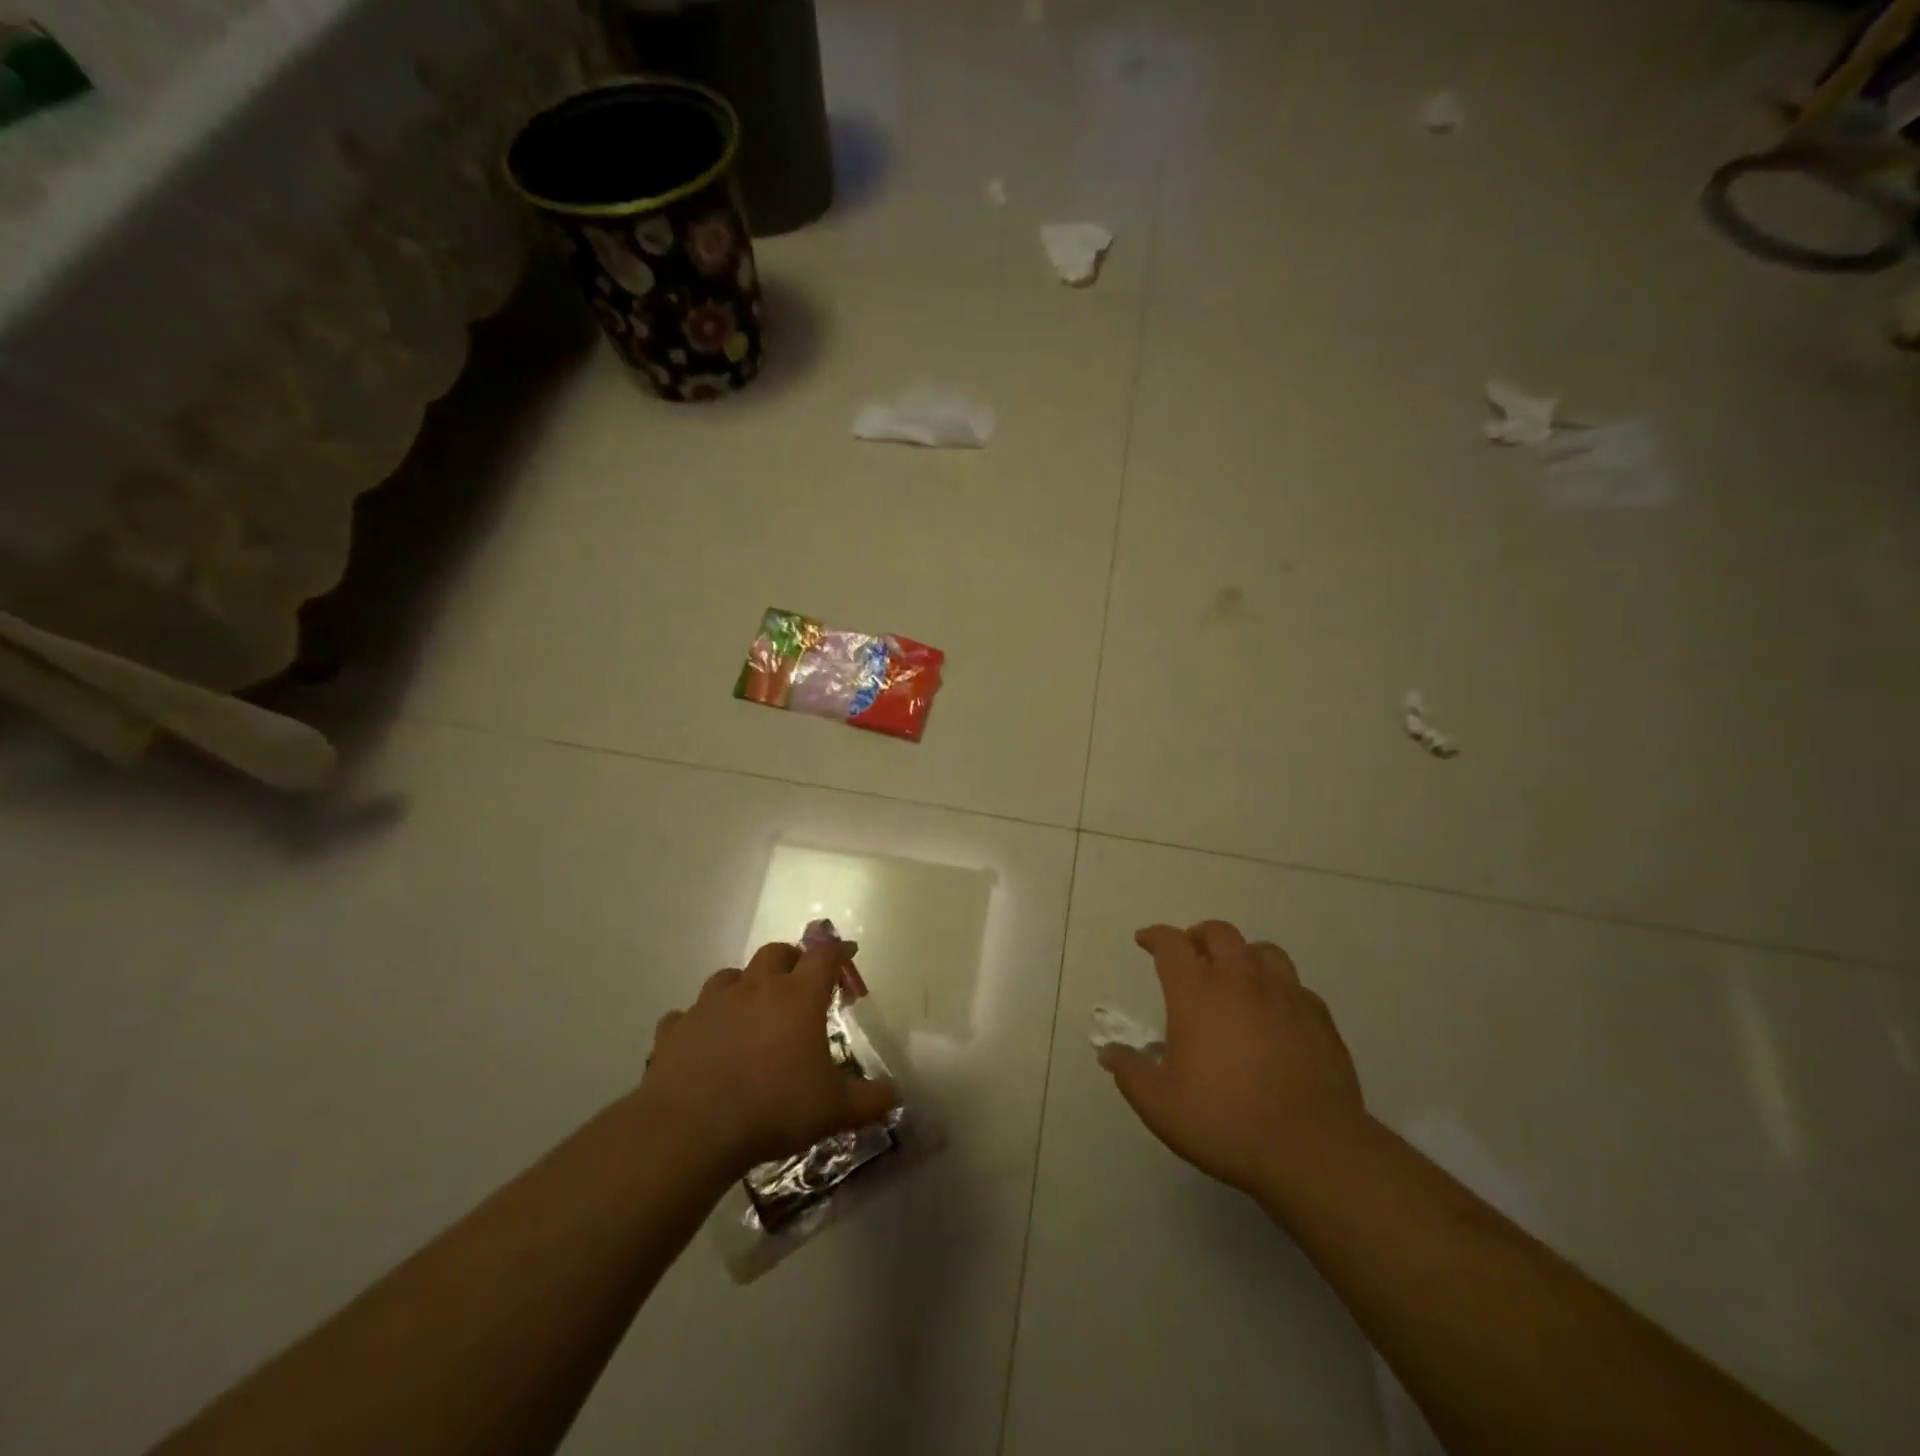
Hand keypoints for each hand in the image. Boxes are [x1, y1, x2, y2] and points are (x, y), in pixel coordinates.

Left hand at [638, 939, 898, 1184]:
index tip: (847, 954)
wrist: (691, 1129)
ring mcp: (711, 1004)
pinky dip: (699, 1023)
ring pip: (729, 976)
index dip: (838, 950)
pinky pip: (688, 1015)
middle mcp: (755, 988)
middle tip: (799, 983)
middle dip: (791, 960)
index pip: (824, 955)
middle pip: (776, 952)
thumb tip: (895, 1096)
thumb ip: (869, 1100)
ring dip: (743, 985)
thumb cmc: (773, 1109)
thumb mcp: (833, 1111)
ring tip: (750, 1009)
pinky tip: (703, 1042)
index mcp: (798, 997)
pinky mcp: (676, 1028)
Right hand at [1100, 921, 1367, 1199]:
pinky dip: (1279, 989)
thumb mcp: (1160, 1104)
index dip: (1155, 936)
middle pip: (1219, 934)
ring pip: (1263, 951)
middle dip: (1199, 936)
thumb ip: (1130, 1072)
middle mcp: (1240, 981)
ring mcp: (1285, 996)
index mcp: (1197, 992)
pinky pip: (1296, 986)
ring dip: (1243, 955)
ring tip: (1236, 976)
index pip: (1171, 944)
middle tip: (1190, 954)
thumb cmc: (1225, 1121)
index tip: (1145, 940)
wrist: (1311, 1149)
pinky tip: (1276, 1013)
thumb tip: (1109, 1052)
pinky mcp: (1319, 1018)